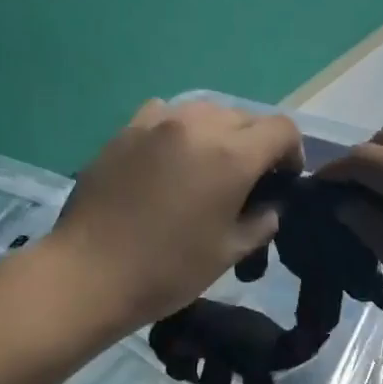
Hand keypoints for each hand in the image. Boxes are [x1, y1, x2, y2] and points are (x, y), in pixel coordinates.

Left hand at [45, 99, 302, 332]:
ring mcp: (157, 123)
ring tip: (206, 166)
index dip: (292, 152)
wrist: (90, 273)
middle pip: (245, 116)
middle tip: (246, 179)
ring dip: (218, 133)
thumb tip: (269, 207)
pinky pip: (166, 114)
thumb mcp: (228, 253)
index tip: (283, 179)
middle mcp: (198, 126)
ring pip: (205, 110)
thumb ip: (260, 223)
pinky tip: (168, 158)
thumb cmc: (168, 270)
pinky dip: (179, 129)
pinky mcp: (126, 130)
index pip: (282, 129)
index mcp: (232, 156)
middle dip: (255, 143)